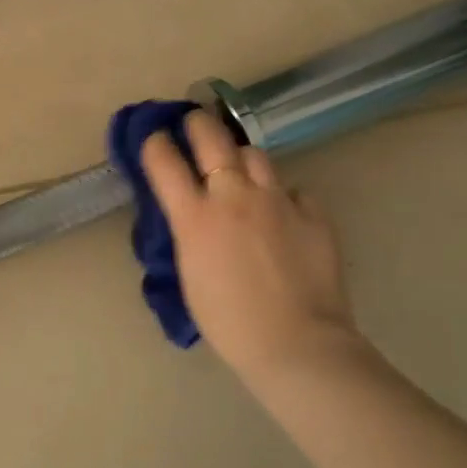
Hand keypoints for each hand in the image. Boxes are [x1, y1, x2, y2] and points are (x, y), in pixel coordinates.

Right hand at [140, 111, 368, 382]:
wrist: (295, 344)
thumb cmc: (228, 321)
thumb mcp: (188, 273)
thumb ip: (187, 233)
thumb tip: (191, 214)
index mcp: (194, 216)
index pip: (163, 159)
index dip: (154, 143)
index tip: (153, 139)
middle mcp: (233, 195)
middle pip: (210, 136)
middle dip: (196, 123)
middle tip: (193, 124)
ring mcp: (277, 200)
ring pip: (255, 154)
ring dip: (240, 157)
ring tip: (239, 169)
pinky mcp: (312, 213)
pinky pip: (292, 190)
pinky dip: (282, 195)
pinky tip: (282, 213)